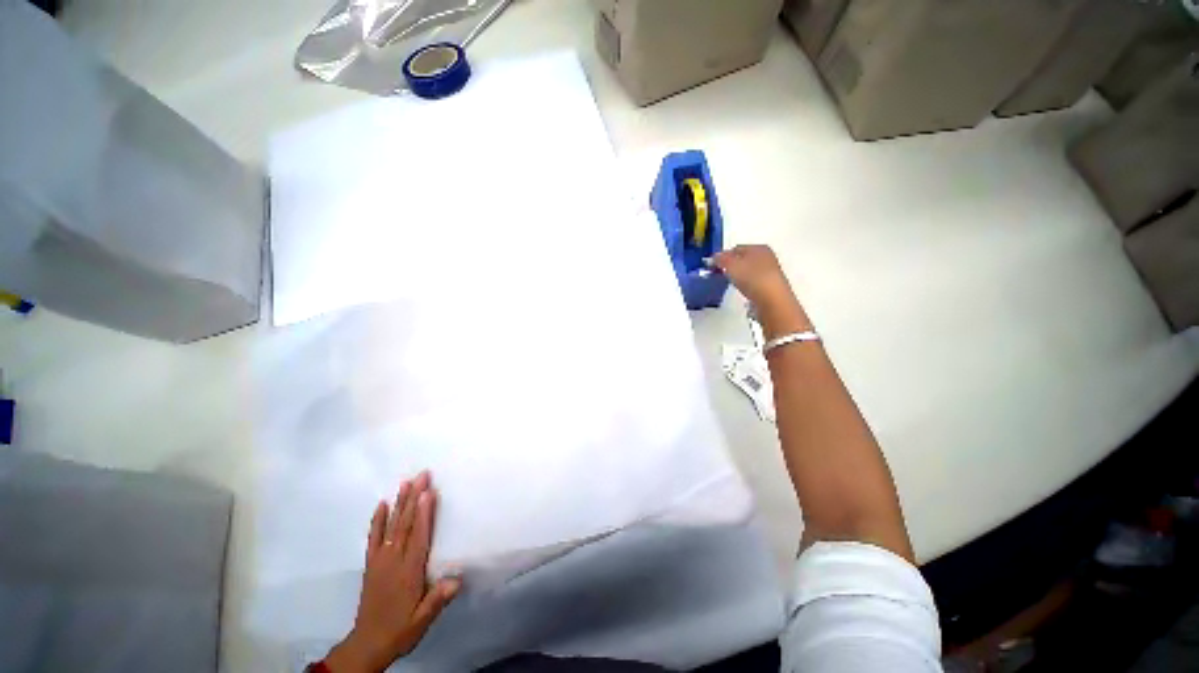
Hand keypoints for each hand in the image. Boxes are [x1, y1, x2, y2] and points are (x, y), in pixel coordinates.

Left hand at [324, 472, 460, 672]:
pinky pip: (374, 538)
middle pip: (406, 524)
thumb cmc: (400, 629)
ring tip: (406, 482)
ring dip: (400, 503)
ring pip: (392, 526)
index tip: (429, 491)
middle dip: (414, 498)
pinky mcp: (371, 564)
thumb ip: (438, 599)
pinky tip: (382, 504)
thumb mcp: (422, 620)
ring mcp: (380, 561)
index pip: (419, 536)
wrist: (367, 644)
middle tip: (422, 475)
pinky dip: (378, 520)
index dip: (425, 513)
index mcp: (409, 572)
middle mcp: (394, 561)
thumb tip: (458, 579)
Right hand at [711, 245, 810, 336]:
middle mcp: (767, 257)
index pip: (736, 248)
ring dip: (739, 275)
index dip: (723, 256)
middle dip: (731, 265)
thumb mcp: (731, 265)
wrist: (772, 300)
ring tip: (731, 283)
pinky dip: (746, 285)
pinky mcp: (771, 286)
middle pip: (743, 259)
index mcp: (759, 247)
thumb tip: (715, 256)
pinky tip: (742, 291)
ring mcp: (770, 272)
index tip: (714, 266)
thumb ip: (721, 258)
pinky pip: (753, 282)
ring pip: (748, 270)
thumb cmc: (751, 277)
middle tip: (720, 274)